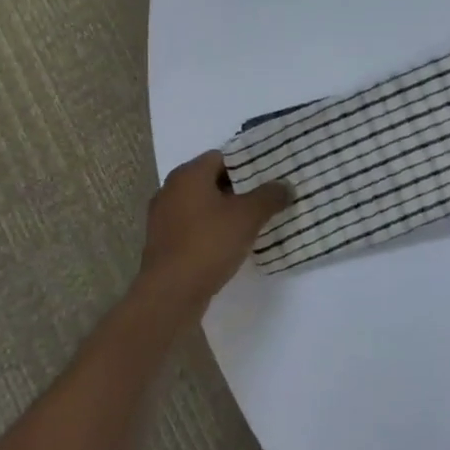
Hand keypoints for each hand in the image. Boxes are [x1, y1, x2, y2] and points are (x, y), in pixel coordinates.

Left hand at [138, 151, 291, 304]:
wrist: (170, 293)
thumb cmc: (209, 244)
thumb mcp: (248, 217)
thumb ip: (269, 196)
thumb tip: (285, 185)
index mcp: (188, 175)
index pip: (222, 156)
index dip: (247, 164)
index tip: (269, 175)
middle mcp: (171, 189)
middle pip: (211, 180)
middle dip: (239, 188)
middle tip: (267, 197)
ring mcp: (163, 217)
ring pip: (202, 205)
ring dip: (225, 210)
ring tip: (254, 221)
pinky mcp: (163, 242)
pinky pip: (194, 226)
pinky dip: (212, 229)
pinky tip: (231, 243)